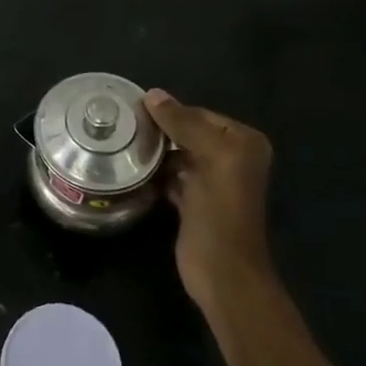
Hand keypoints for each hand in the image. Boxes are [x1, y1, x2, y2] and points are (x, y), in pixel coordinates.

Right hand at [142, 89, 275, 309]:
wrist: (222, 271)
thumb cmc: (220, 210)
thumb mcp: (209, 157)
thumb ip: (183, 124)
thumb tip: (152, 94)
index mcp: (243, 142)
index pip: (200, 114)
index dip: (170, 112)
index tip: (133, 110)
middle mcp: (232, 158)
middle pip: (188, 133)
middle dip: (160, 131)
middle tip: (123, 127)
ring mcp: (213, 181)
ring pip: (178, 154)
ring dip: (154, 152)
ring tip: (123, 145)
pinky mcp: (194, 202)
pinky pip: (172, 176)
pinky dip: (155, 173)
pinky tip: (132, 170)